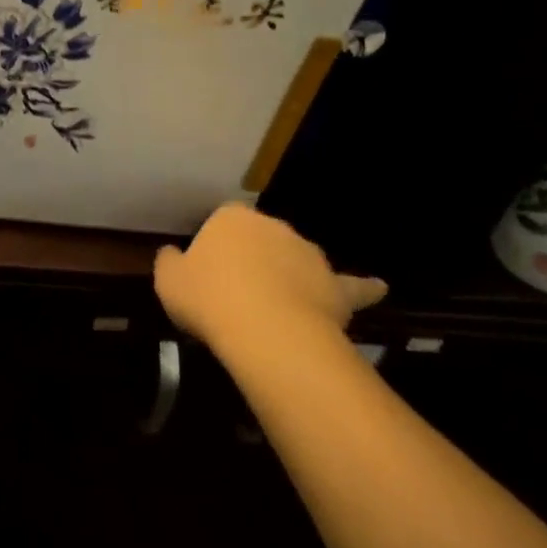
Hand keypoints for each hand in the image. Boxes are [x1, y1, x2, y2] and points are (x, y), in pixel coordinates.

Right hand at [154, 203, 385, 355]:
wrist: (266, 330)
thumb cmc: (209, 298)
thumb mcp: (168, 281)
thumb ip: (168, 261)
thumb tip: (171, 254)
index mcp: (230, 218)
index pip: (221, 224)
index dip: (215, 251)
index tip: (209, 278)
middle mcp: (272, 225)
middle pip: (260, 239)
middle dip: (253, 259)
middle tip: (239, 295)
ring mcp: (308, 253)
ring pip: (297, 260)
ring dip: (291, 275)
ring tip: (278, 308)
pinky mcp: (335, 285)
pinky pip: (351, 285)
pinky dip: (363, 287)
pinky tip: (378, 288)